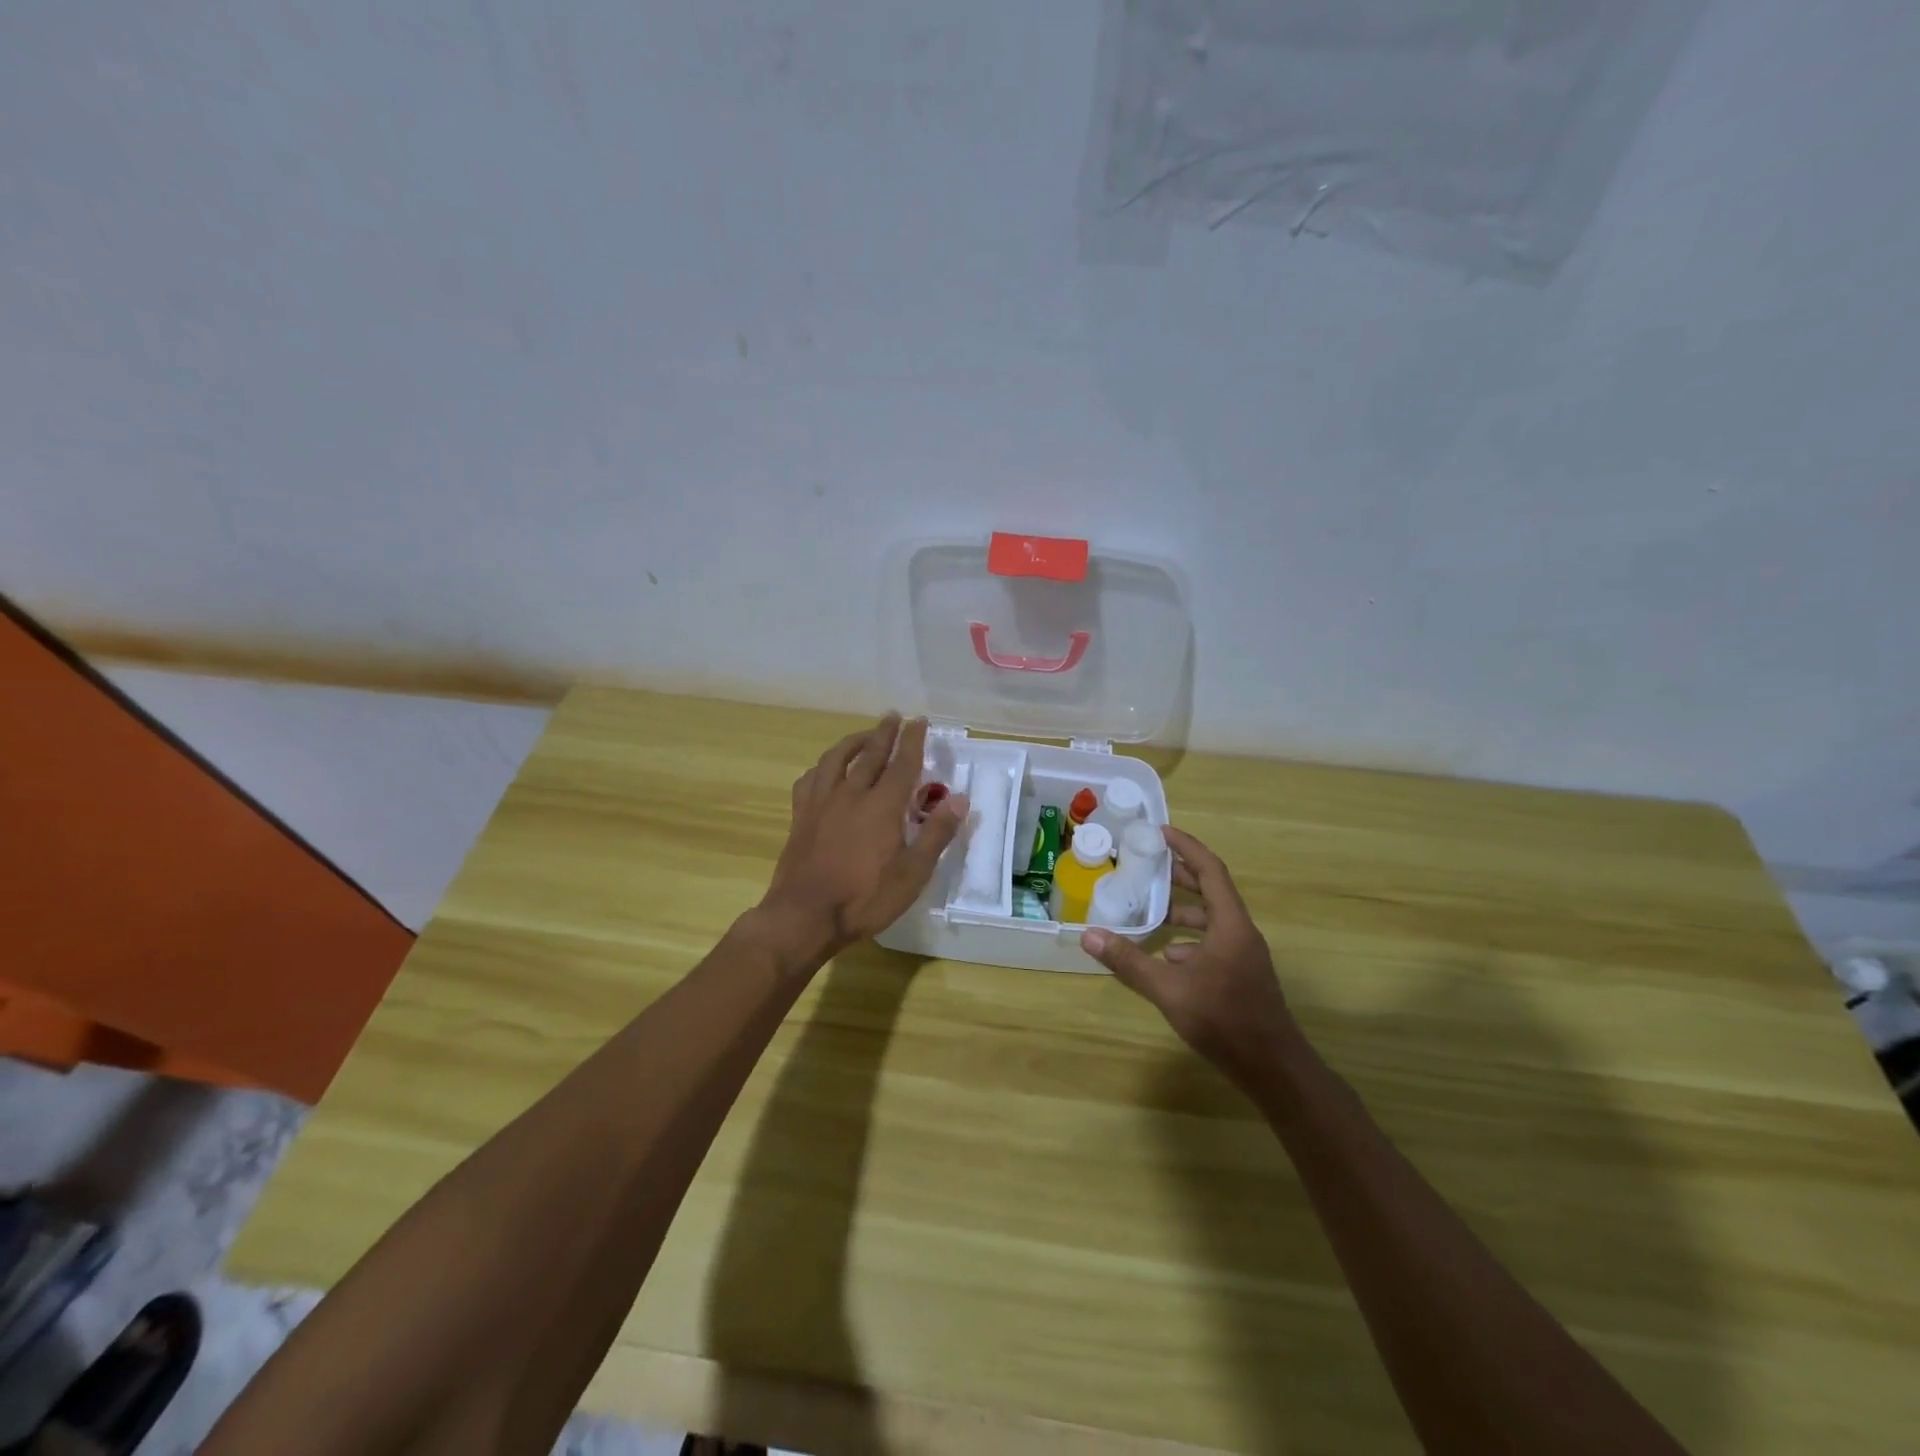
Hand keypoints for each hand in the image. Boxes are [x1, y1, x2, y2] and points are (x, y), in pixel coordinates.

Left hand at [756, 714, 968, 965]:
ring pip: (836, 759)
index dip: (913, 740)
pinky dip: (821, 767)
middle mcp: (851, 794)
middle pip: (869, 754)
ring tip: (863, 735)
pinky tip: (824, 770)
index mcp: (882, 805)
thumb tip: (960, 798)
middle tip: (892, 716)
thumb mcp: (913, 873)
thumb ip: (937, 833)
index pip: (902, 763)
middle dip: (883, 733)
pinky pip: (810, 780)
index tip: (919, 720)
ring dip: (852, 742)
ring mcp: (821, 803)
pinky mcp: (801, 816)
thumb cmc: (865, 898)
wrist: (804, 915)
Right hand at [1080, 827, 1298, 1087]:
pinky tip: (1166, 956)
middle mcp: (1241, 933)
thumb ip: (1129, 961)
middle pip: (1212, 891)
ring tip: (1150, 909)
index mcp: (1231, 924)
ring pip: (1212, 920)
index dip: (1186, 847)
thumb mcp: (1169, 989)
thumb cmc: (1224, 1020)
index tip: (1160, 832)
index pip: (1210, 870)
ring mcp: (1244, 956)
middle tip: (1147, 865)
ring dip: (1183, 910)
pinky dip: (1188, 940)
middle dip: (1181, 875)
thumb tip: (1088, 934)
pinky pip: (1213, 943)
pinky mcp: (1241, 976)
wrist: (1273, 1069)